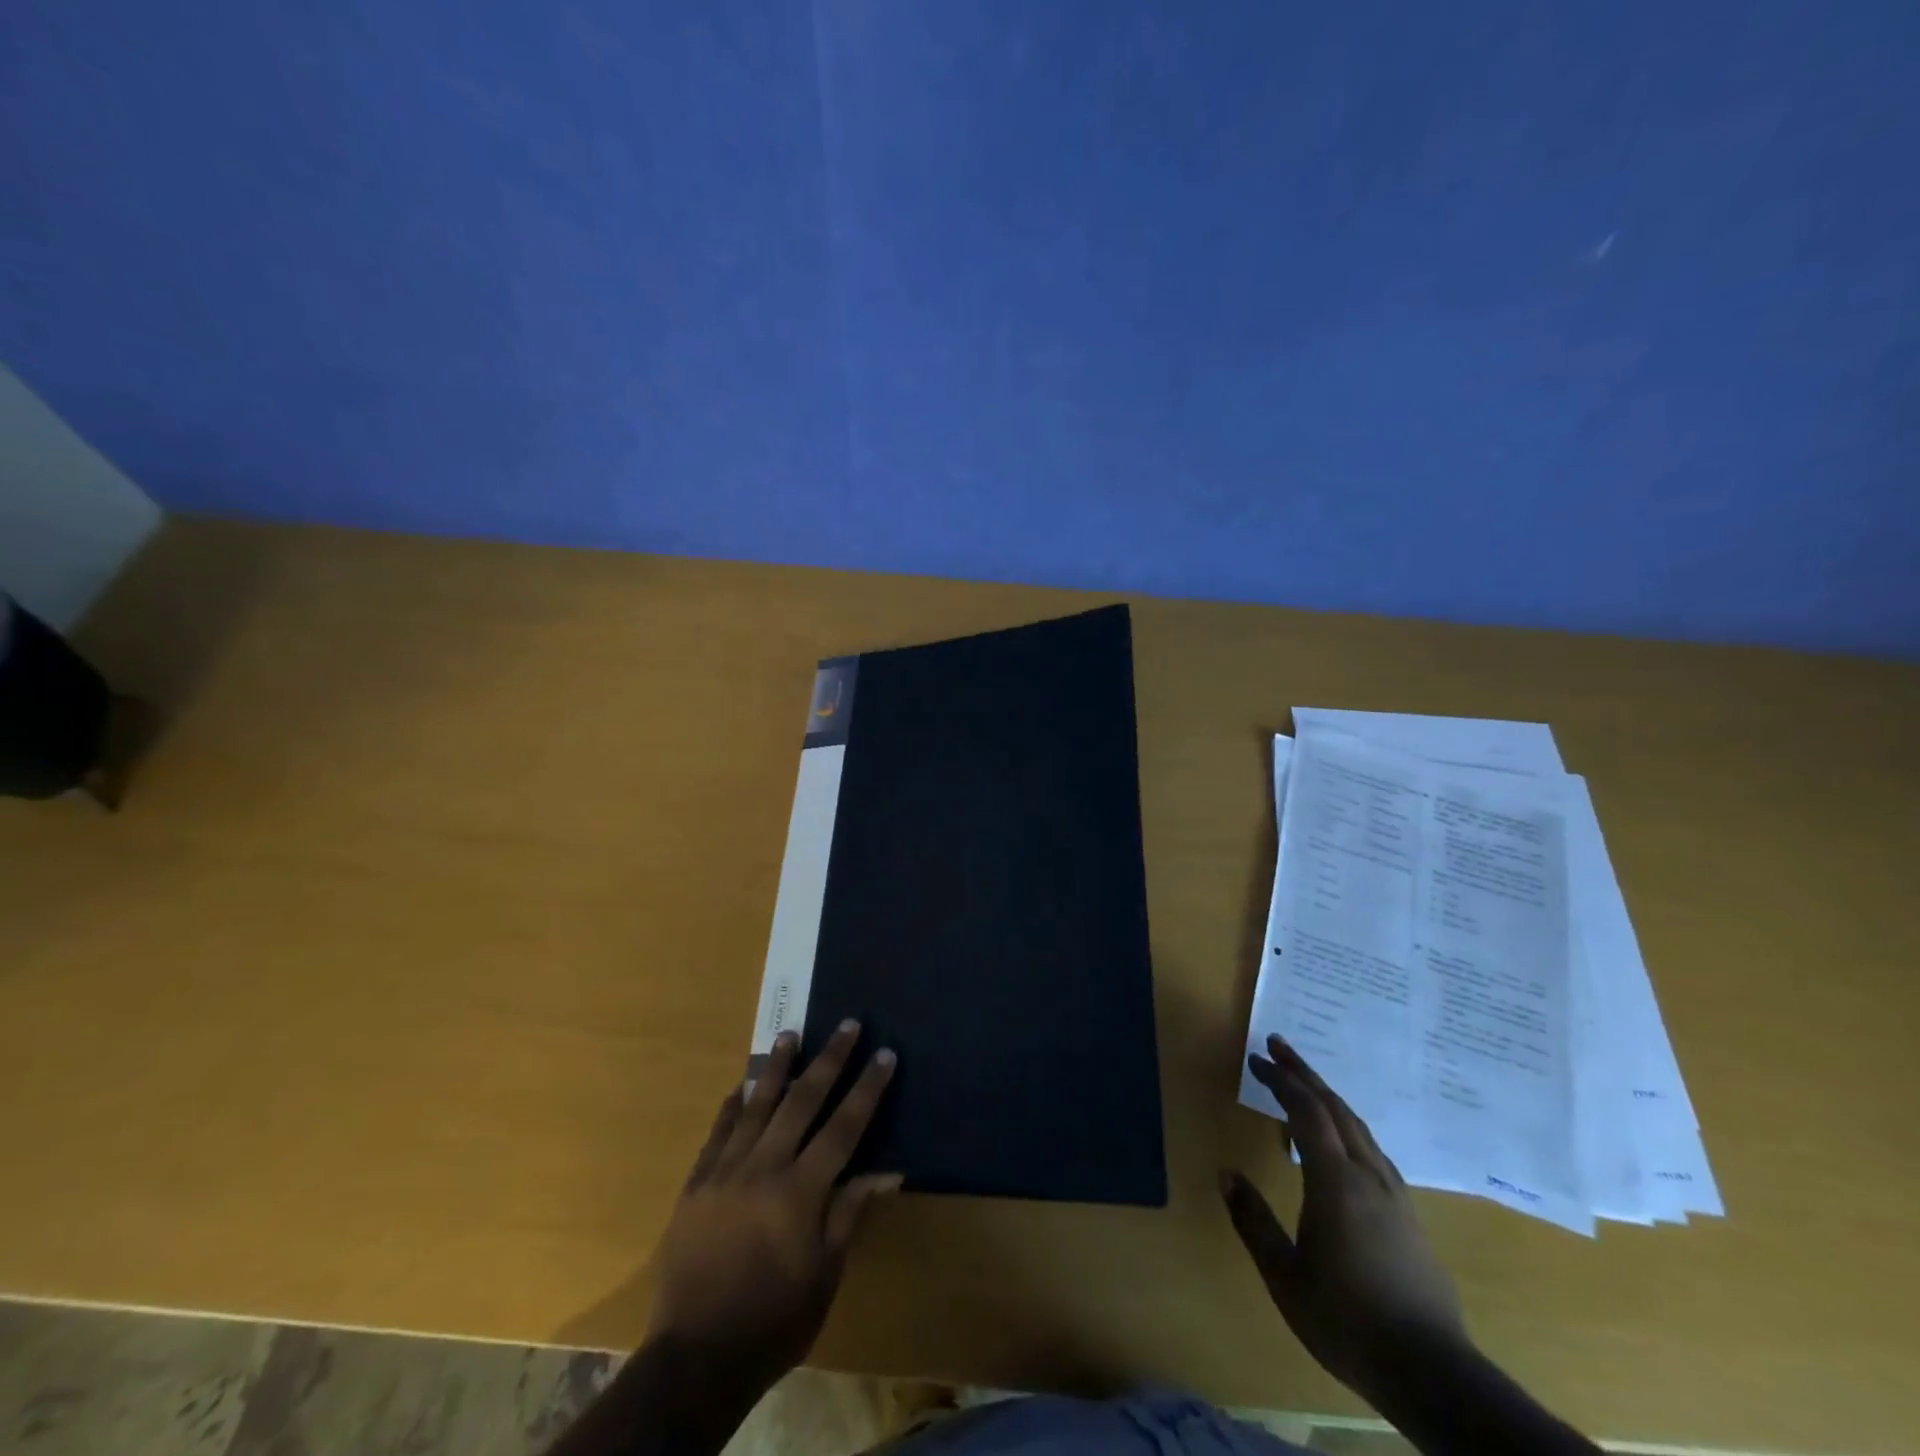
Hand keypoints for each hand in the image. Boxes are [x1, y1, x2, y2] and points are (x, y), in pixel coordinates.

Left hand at [647, 1020, 900, 1391]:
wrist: (694, 1359)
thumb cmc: (774, 1320)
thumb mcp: (825, 1274)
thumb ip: (850, 1213)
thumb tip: (888, 1171)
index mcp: (800, 1192)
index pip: (843, 1127)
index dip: (867, 1089)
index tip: (884, 1054)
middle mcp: (763, 1168)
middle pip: (802, 1101)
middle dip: (830, 1060)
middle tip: (847, 1025)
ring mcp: (725, 1171)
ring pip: (757, 1105)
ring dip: (778, 1067)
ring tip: (791, 1033)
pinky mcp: (697, 1184)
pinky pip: (718, 1132)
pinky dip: (733, 1105)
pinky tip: (743, 1084)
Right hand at [1222, 1036, 1468, 1405]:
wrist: (1431, 1373)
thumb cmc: (1347, 1320)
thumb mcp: (1284, 1276)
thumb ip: (1253, 1220)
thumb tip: (1226, 1174)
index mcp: (1336, 1181)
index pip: (1306, 1112)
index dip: (1281, 1080)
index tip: (1256, 1059)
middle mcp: (1368, 1175)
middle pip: (1335, 1107)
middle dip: (1304, 1073)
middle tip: (1277, 1046)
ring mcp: (1394, 1194)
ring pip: (1358, 1126)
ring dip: (1327, 1096)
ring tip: (1303, 1084)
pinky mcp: (1408, 1215)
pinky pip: (1372, 1149)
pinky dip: (1347, 1125)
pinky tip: (1340, 1139)